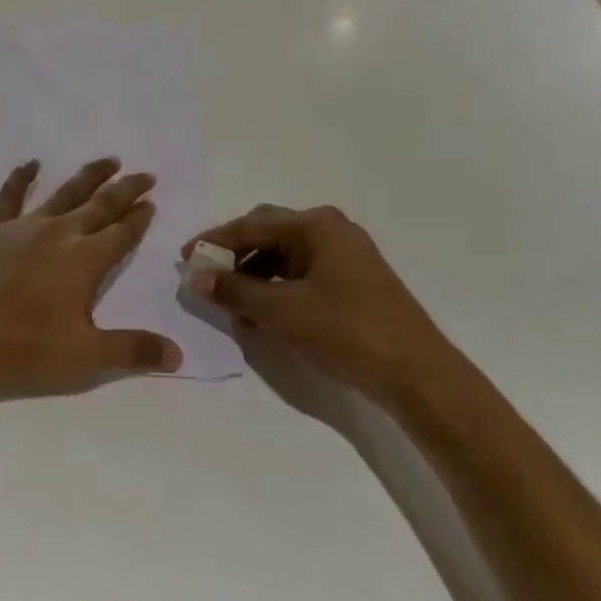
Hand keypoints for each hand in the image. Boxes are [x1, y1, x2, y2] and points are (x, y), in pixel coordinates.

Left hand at [0, 157, 183, 392]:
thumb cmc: (23, 347)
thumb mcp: (84, 356)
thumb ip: (132, 350)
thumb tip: (179, 354)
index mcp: (85, 261)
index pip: (121, 234)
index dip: (139, 219)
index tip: (152, 203)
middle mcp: (59, 235)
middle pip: (100, 206)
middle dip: (125, 190)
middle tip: (145, 175)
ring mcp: (23, 228)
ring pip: (63, 194)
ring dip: (88, 177)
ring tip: (109, 160)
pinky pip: (9, 197)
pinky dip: (21, 178)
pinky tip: (30, 165)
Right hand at [183, 205, 465, 412]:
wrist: (417, 374)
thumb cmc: (346, 332)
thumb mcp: (280, 311)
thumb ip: (233, 290)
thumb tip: (194, 275)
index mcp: (315, 226)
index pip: (250, 225)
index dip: (213, 242)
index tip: (183, 259)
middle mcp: (331, 230)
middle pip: (267, 233)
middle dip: (234, 255)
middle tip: (206, 277)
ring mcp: (345, 255)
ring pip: (283, 256)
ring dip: (253, 275)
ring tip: (232, 303)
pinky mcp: (352, 281)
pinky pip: (300, 273)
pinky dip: (275, 288)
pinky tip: (262, 314)